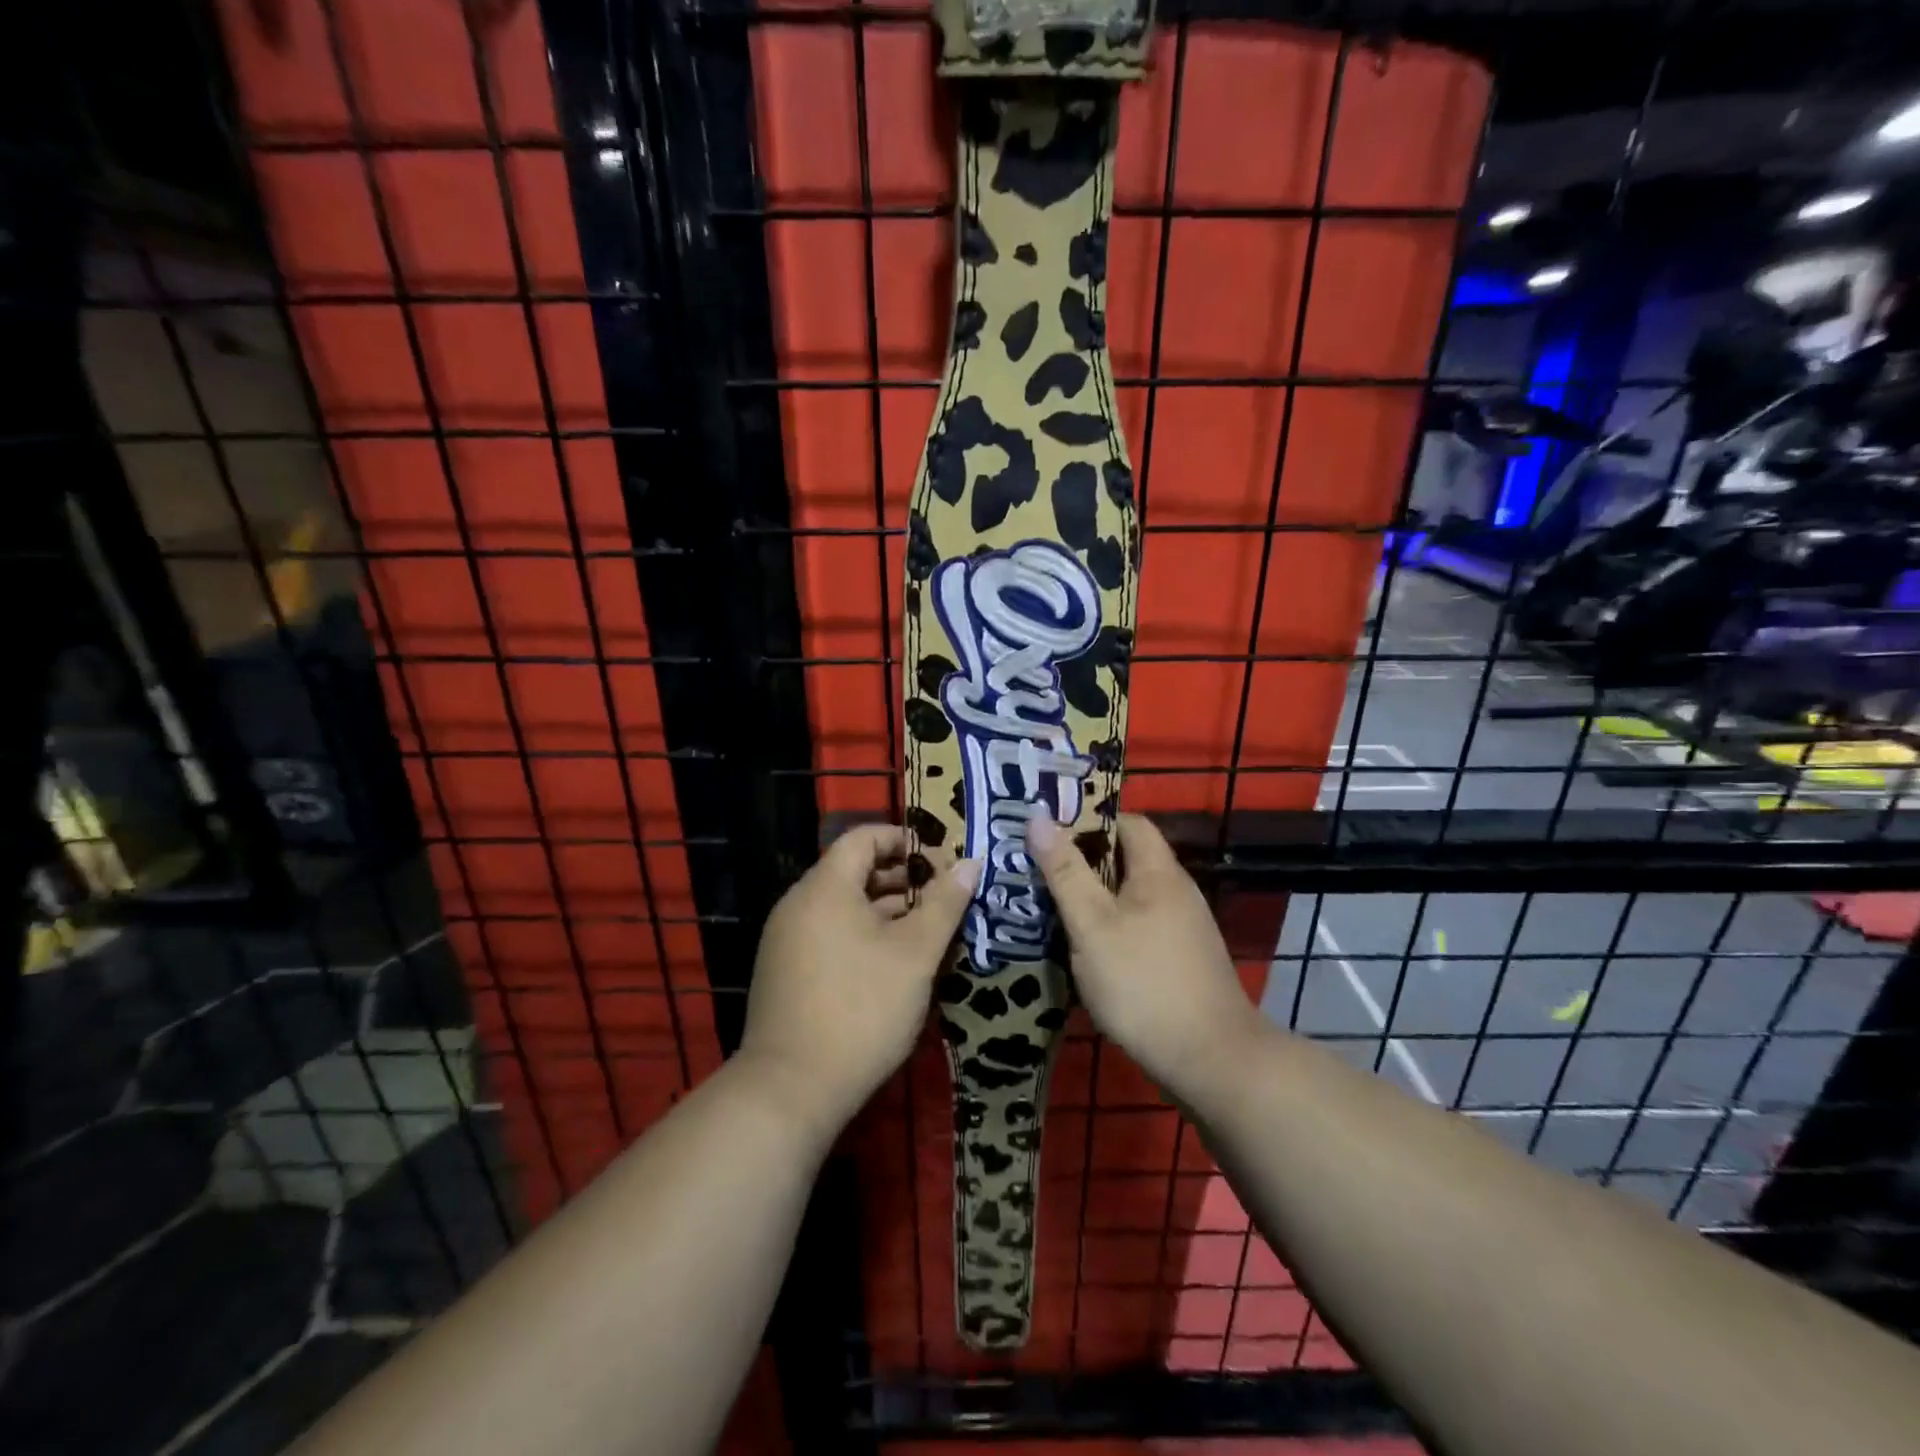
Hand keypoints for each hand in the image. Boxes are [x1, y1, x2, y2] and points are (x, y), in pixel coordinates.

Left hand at [738, 824, 980, 1135]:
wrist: (791, 1089)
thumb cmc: (862, 1008)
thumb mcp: (915, 954)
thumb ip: (944, 903)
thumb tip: (970, 862)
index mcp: (825, 887)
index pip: (863, 837)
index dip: (904, 840)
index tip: (940, 861)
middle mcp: (798, 904)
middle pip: (853, 871)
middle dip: (902, 879)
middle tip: (943, 899)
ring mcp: (786, 939)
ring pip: (843, 906)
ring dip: (885, 910)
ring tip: (927, 932)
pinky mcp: (784, 971)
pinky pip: (828, 933)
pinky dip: (862, 935)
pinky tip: (893, 964)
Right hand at [1028, 813, 1267, 1097]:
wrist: (1210, 1060)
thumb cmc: (1143, 983)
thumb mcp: (1092, 925)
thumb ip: (1065, 871)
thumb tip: (1038, 817)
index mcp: (1159, 872)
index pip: (1127, 822)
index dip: (1088, 821)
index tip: (1048, 832)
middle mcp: (1176, 891)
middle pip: (1127, 858)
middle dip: (1082, 860)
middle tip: (1037, 869)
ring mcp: (1182, 927)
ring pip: (1130, 895)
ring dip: (1093, 896)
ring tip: (1049, 904)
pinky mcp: (1180, 959)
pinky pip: (1138, 924)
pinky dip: (1109, 925)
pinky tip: (1082, 945)